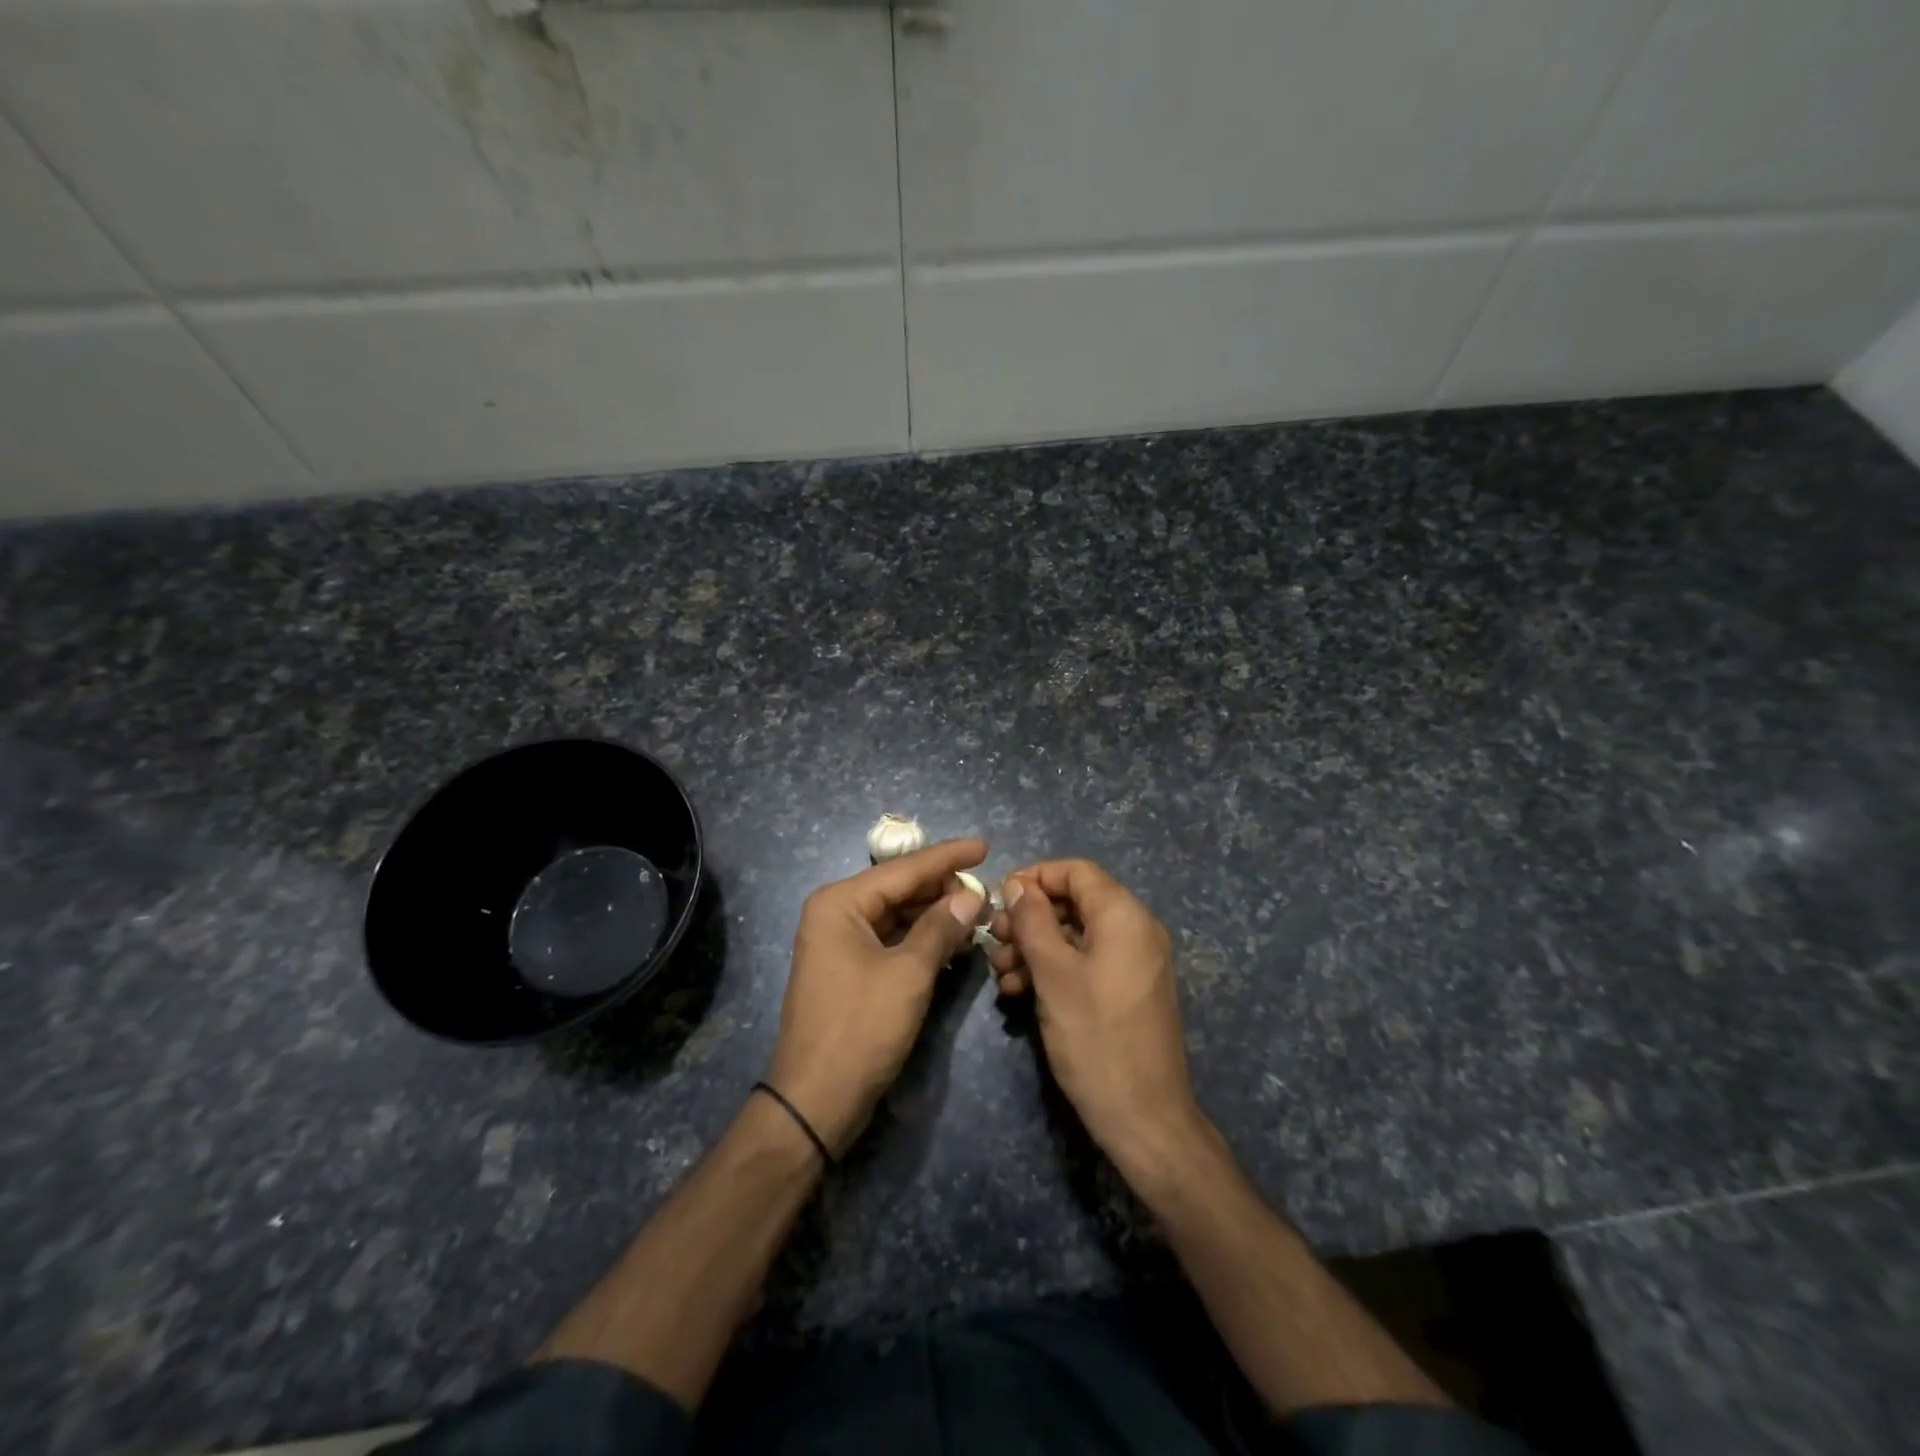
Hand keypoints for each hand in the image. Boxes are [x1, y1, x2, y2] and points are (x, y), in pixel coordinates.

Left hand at [767, 838, 986, 1154]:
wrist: (815, 1101)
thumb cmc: (860, 1028)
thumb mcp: (908, 974)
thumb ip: (941, 928)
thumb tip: (971, 895)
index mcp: (840, 902)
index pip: (904, 869)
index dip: (948, 857)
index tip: (985, 846)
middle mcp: (836, 913)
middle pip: (899, 889)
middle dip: (943, 889)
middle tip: (989, 891)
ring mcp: (840, 942)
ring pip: (898, 915)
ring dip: (936, 915)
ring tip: (979, 914)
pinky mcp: (850, 969)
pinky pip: (892, 940)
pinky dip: (922, 939)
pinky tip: (954, 942)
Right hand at [987, 860, 1208, 1178]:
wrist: (1144, 1119)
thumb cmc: (1095, 1038)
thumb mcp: (1054, 974)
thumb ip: (1033, 921)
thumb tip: (1019, 885)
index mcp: (1124, 916)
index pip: (1076, 871)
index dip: (1035, 877)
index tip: (999, 899)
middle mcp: (1135, 930)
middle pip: (1074, 903)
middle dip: (1030, 918)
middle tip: (994, 941)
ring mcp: (1134, 962)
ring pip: (1076, 935)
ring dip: (1035, 947)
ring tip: (1002, 973)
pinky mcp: (1127, 990)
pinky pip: (1086, 962)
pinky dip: (1054, 969)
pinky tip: (1020, 992)